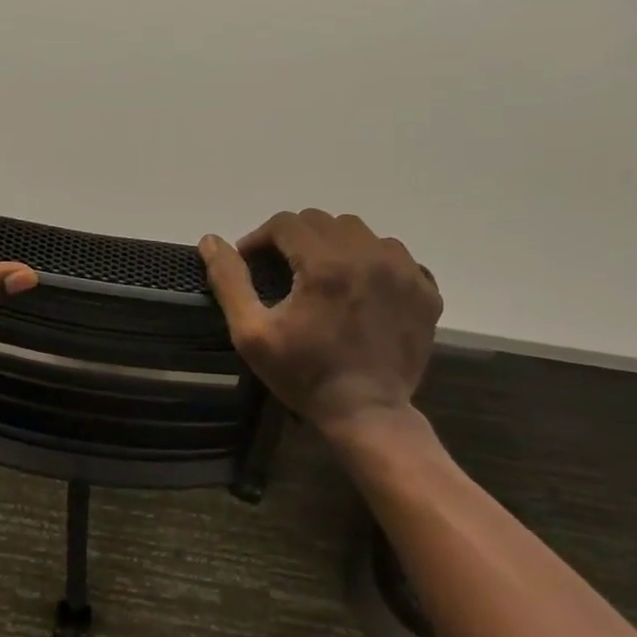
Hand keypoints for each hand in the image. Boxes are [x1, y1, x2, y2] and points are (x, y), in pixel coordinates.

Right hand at [199, 210, 440, 435]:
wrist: (368, 415)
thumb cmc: (304, 375)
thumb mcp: (252, 333)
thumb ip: (229, 281)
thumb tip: (210, 240)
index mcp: (325, 263)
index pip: (286, 223)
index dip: (261, 238)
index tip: (252, 263)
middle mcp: (369, 255)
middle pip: (323, 221)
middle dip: (296, 238)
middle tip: (284, 270)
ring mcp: (404, 272)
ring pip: (361, 232)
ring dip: (335, 244)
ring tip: (324, 275)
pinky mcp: (425, 290)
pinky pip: (395, 255)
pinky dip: (374, 261)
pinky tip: (361, 288)